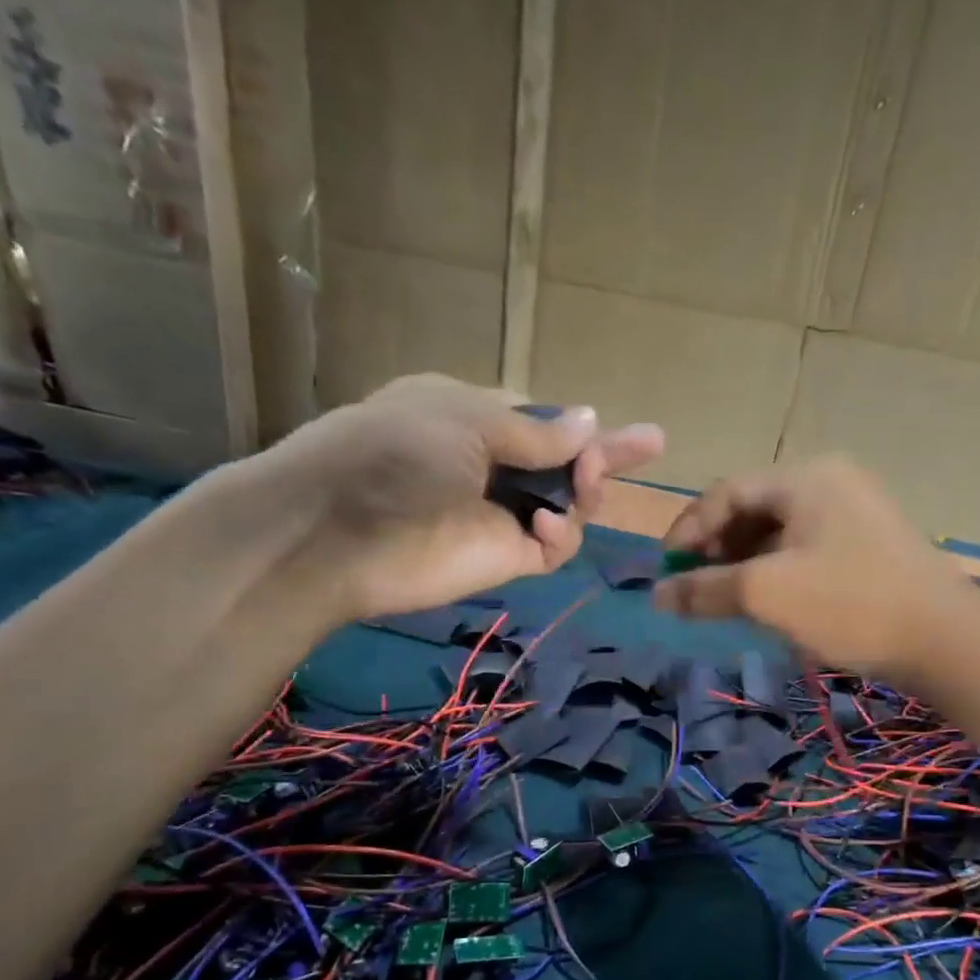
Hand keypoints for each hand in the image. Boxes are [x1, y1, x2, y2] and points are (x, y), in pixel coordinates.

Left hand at [251, 374, 662, 617]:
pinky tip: (552, 524)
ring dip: (586, 490)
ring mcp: (500, 517)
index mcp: (473, 420)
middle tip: (642, 449)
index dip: (584, 428)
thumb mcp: (466, 419)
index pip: (542, 424)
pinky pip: (555, 546)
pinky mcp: (506, 560)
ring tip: (589, 481)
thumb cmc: (396, 450)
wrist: (338, 531)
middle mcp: (491, 468)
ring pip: (568, 506)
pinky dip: (564, 534)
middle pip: (564, 466)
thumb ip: (534, 431)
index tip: (640, 436)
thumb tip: (589, 420)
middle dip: (602, 459)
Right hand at [651, 457, 979, 679]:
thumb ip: (705, 590)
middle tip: (695, 588)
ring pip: (780, 533)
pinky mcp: (871, 546)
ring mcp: (856, 513)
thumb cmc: (850, 604)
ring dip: (745, 564)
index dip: (689, 529)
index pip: (726, 492)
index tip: (666, 570)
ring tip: (726, 602)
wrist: (945, 639)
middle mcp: (831, 482)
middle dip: (717, 548)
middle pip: (754, 509)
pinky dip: (777, 572)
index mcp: (805, 478)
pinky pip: (807, 550)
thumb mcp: (767, 595)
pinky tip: (770, 605)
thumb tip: (656, 595)